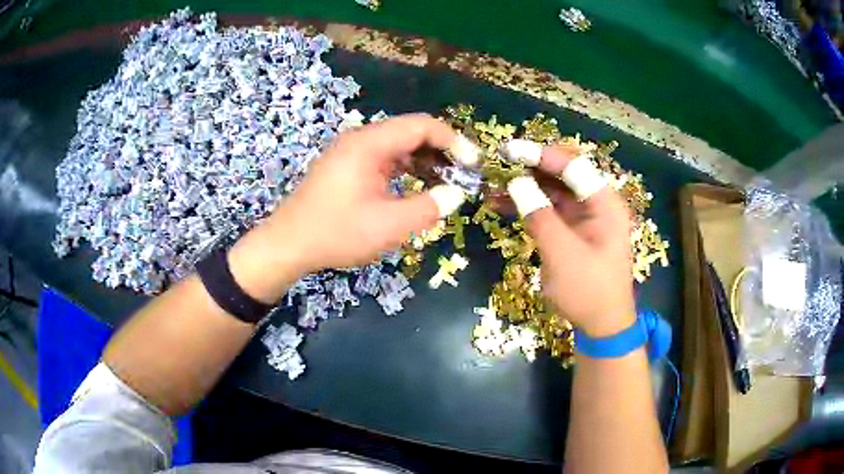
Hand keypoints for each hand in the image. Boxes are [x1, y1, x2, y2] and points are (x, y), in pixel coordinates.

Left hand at [260, 114, 461, 273]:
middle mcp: (360, 140)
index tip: (472, 164)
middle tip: (461, 176)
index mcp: (369, 144)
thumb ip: (428, 208)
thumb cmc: (336, 233)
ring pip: (397, 146)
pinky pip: (384, 159)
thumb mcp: (388, 226)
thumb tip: (456, 194)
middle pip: (410, 132)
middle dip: (441, 151)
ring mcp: (351, 152)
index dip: (452, 141)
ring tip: (444, 183)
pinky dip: (405, 169)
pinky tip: (415, 188)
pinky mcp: (346, 167)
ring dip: (423, 161)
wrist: (288, 244)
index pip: (421, 126)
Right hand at [515, 145, 635, 336]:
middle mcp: (596, 203)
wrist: (601, 325)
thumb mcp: (563, 254)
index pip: (573, 166)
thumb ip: (540, 215)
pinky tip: (499, 204)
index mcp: (605, 203)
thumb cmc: (589, 291)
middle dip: (529, 168)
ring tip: (491, 184)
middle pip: (561, 174)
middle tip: (496, 164)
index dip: (541, 155)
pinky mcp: (570, 231)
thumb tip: (515, 182)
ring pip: (551, 190)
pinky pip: (546, 210)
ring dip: (523, 186)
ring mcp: (582, 217)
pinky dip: (525, 206)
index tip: (509, 150)